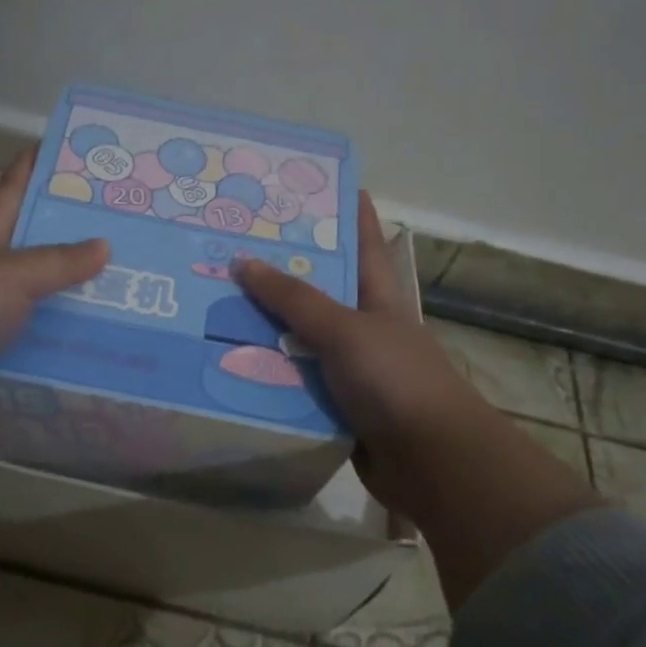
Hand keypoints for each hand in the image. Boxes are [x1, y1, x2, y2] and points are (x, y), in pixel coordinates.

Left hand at [0, 149, 107, 444]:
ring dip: (78, 308)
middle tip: (130, 238)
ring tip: (133, 302)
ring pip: (42, 310)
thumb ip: (56, 263)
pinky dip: (64, 357)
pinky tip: (104, 355)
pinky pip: (37, 356)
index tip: (63, 149)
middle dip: (76, 246)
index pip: (9, 195)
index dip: (31, 170)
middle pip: (36, 256)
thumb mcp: (8, 276)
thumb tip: (105, 244)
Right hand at [236, 193, 599, 603]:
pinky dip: (268, 374)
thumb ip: (295, 299)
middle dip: (282, 271)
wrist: (430, 462)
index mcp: (379, 297)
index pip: (363, 242)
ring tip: (215, 304)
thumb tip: (243, 261)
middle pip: (319, 290)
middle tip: (233, 247)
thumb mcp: (345, 330)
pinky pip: (294, 382)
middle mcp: (364, 327)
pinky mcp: (335, 405)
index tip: (316, 185)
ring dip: (266, 328)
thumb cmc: (396, 380)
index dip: (347, 212)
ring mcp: (350, 368)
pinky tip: (228, 364)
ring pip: (300, 339)